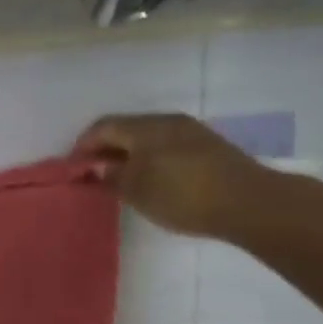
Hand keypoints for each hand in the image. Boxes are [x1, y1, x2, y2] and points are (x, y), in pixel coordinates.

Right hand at [75, 113, 267, 239]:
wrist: (249, 202)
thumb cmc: (184, 195)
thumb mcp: (139, 191)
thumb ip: (113, 176)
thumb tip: (99, 166)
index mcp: (144, 127)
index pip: (103, 127)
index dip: (83, 145)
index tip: (73, 167)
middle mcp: (166, 121)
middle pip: (126, 129)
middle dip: (106, 149)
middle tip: (94, 173)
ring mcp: (190, 132)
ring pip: (148, 137)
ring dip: (129, 154)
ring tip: (121, 179)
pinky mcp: (208, 146)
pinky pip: (167, 146)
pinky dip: (150, 158)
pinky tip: (153, 179)